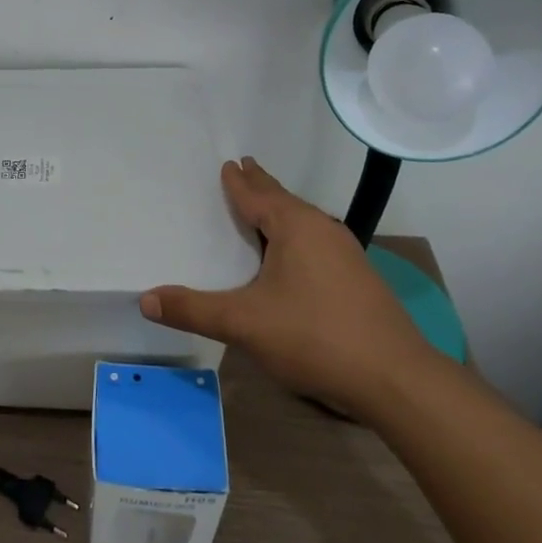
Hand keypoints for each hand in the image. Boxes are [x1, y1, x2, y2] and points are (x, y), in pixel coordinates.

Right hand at [139, 157, 432, 418]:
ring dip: (281, 211)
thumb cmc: (315, 337)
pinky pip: (318, 242)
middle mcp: (322, 230)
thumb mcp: (244, 324)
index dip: (239, 181)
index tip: (229, 163)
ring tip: (264, 208)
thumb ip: (194, 310)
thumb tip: (145, 299)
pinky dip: (297, 236)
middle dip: (262, 186)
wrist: (396, 379)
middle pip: (284, 200)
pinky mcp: (360, 279)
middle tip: (244, 167)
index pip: (258, 195)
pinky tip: (296, 255)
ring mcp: (347, 254)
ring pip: (305, 222)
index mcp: (295, 227)